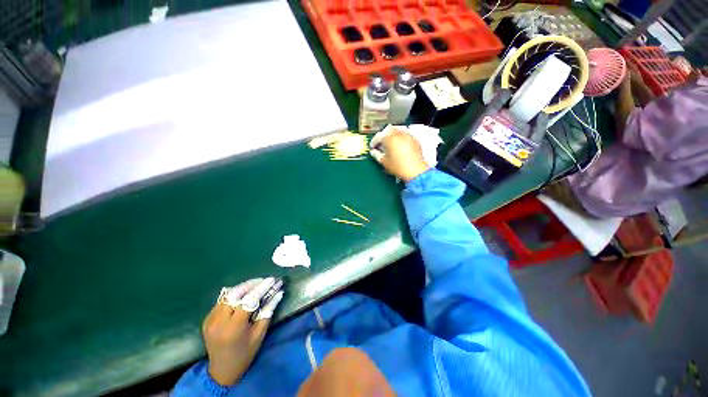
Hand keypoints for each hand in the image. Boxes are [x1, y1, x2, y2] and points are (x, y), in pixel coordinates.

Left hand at [203, 278, 283, 385]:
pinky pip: (221, 301)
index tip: (271, 279)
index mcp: (234, 327)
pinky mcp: (207, 319)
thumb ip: (268, 311)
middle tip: (263, 281)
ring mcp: (210, 320)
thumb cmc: (245, 353)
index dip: (261, 288)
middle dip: (250, 285)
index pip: (248, 300)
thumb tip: (278, 293)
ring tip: (254, 285)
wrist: (222, 370)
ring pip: (227, 295)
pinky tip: (242, 295)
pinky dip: (233, 295)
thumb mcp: (260, 334)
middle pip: (235, 294)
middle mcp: (219, 321)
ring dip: (242, 288)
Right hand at [370, 129, 430, 181]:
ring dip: (391, 136)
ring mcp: (407, 135)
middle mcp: (398, 133)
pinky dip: (400, 138)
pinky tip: (399, 146)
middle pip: (387, 130)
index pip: (378, 136)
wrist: (415, 170)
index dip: (373, 142)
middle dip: (383, 137)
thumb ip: (377, 155)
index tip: (372, 147)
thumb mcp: (384, 161)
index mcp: (389, 137)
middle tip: (380, 145)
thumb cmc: (397, 166)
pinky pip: (404, 135)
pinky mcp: (414, 139)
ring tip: (389, 144)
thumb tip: (373, 152)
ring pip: (397, 131)